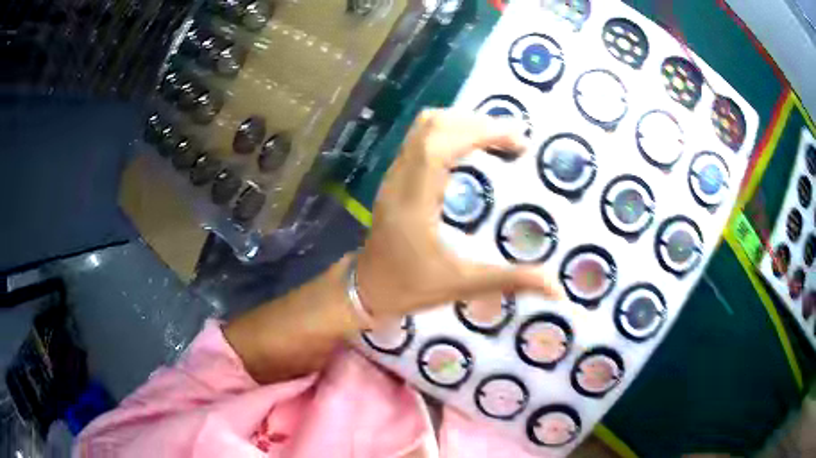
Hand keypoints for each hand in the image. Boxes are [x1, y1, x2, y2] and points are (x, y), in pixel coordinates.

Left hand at [356, 109, 564, 318]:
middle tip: (514, 139)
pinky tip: (471, 148)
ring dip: (463, 123)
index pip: (440, 146)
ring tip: (497, 139)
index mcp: (414, 202)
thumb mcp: (462, 285)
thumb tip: (557, 286)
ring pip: (423, 127)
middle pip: (432, 125)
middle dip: (477, 123)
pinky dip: (449, 132)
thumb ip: (510, 280)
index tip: (518, 140)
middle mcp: (400, 179)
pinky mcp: (394, 177)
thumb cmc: (409, 288)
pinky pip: (420, 138)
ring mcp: (393, 175)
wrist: (365, 290)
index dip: (480, 132)